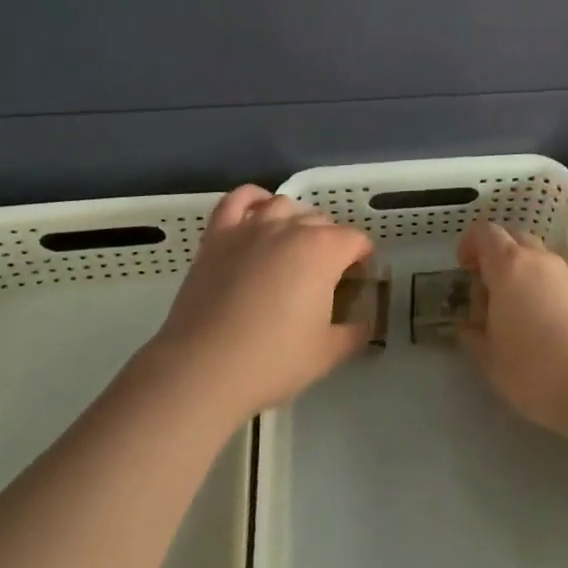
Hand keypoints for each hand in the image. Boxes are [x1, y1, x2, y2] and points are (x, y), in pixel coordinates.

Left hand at [152, 186, 374, 418]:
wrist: (203, 369)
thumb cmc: (272, 360)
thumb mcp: (327, 354)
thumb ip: (355, 333)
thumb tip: (364, 325)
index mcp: (324, 250)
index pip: (355, 241)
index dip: (362, 260)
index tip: (357, 283)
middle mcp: (290, 228)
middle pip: (321, 222)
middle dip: (331, 243)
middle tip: (325, 277)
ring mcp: (251, 227)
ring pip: (284, 206)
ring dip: (296, 221)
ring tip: (294, 247)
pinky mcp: (218, 236)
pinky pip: (238, 200)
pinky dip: (253, 198)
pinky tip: (259, 211)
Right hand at [456, 221, 567, 441]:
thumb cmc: (534, 367)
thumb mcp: (491, 359)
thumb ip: (475, 337)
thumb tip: (468, 327)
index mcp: (509, 265)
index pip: (486, 232)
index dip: (471, 243)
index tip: (463, 268)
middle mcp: (538, 259)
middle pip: (514, 238)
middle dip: (496, 256)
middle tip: (486, 289)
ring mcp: (566, 274)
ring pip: (537, 259)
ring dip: (520, 273)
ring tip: (511, 312)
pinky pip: (554, 279)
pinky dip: (541, 289)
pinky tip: (538, 325)